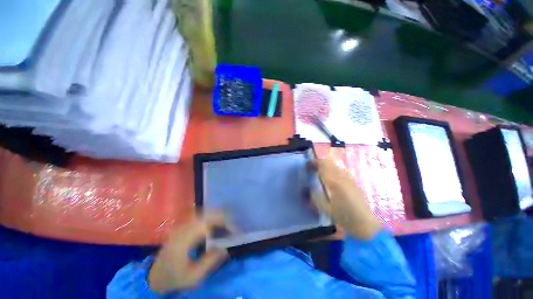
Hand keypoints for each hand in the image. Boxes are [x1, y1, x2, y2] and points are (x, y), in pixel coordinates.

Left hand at [148, 215, 228, 293]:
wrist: (156, 276)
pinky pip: (200, 216)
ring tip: (227, 225)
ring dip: (217, 217)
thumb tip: (226, 247)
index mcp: (183, 239)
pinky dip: (211, 218)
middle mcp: (182, 228)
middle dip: (223, 218)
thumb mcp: (194, 277)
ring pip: (204, 213)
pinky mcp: (183, 225)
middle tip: (233, 226)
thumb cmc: (175, 278)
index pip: (207, 223)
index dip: (223, 224)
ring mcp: (182, 225)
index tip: (234, 231)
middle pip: (207, 214)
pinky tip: (216, 225)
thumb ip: (211, 261)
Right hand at [310, 159, 380, 239]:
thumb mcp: (325, 209)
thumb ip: (314, 196)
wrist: (366, 225)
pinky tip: (330, 179)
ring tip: (319, 173)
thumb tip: (306, 188)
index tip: (306, 165)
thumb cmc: (344, 217)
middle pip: (329, 162)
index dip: (314, 162)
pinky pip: (340, 171)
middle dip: (319, 163)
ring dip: (325, 166)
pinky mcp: (353, 182)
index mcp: (335, 182)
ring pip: (335, 165)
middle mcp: (343, 176)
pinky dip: (332, 170)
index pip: (323, 165)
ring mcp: (349, 178)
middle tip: (311, 168)